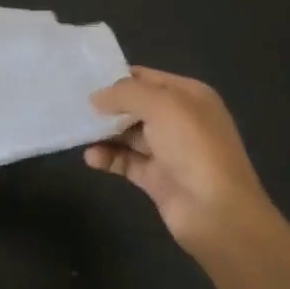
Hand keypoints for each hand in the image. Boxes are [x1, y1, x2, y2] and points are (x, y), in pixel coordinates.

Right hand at [86, 66, 281, 265]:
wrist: (217, 212)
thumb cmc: (193, 148)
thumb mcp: (162, 106)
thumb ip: (126, 94)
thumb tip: (96, 98)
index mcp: (188, 95)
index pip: (146, 77)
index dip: (116, 77)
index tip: (82, 79)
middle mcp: (179, 120)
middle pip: (134, 106)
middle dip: (106, 106)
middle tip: (72, 105)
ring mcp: (168, 150)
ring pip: (127, 134)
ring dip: (103, 133)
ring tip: (77, 132)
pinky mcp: (156, 178)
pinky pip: (126, 161)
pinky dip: (107, 158)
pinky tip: (91, 158)